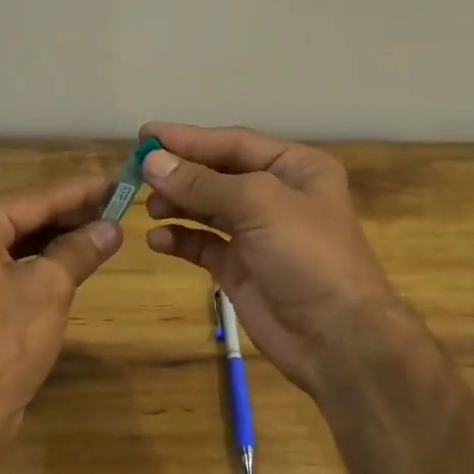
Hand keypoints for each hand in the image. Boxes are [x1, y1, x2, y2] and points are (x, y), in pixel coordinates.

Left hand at [0, 174, 120, 419]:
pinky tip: (74, 258)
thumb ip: (79, 250)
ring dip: (58, 237)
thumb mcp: (49, 289)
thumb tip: (112, 228)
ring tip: (105, 229)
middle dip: (71, 214)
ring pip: (17, 240)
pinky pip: (8, 263)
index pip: (34, 197)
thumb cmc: (1, 345)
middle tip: (120, 207)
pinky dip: (40, 260)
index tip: (120, 181)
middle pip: (23, 214)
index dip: (81, 191)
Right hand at [138, 123, 411, 394]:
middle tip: (137, 174)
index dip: (189, 138)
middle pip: (218, 173)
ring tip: (148, 207)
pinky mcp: (241, 268)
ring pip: (208, 208)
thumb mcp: (258, 204)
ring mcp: (258, 233)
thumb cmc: (307, 255)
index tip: (144, 136)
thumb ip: (203, 182)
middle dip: (180, 172)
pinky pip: (204, 245)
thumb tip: (152, 162)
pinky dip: (180, 239)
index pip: (234, 143)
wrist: (337, 337)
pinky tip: (158, 239)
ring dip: (177, 204)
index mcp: (295, 167)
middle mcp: (276, 194)